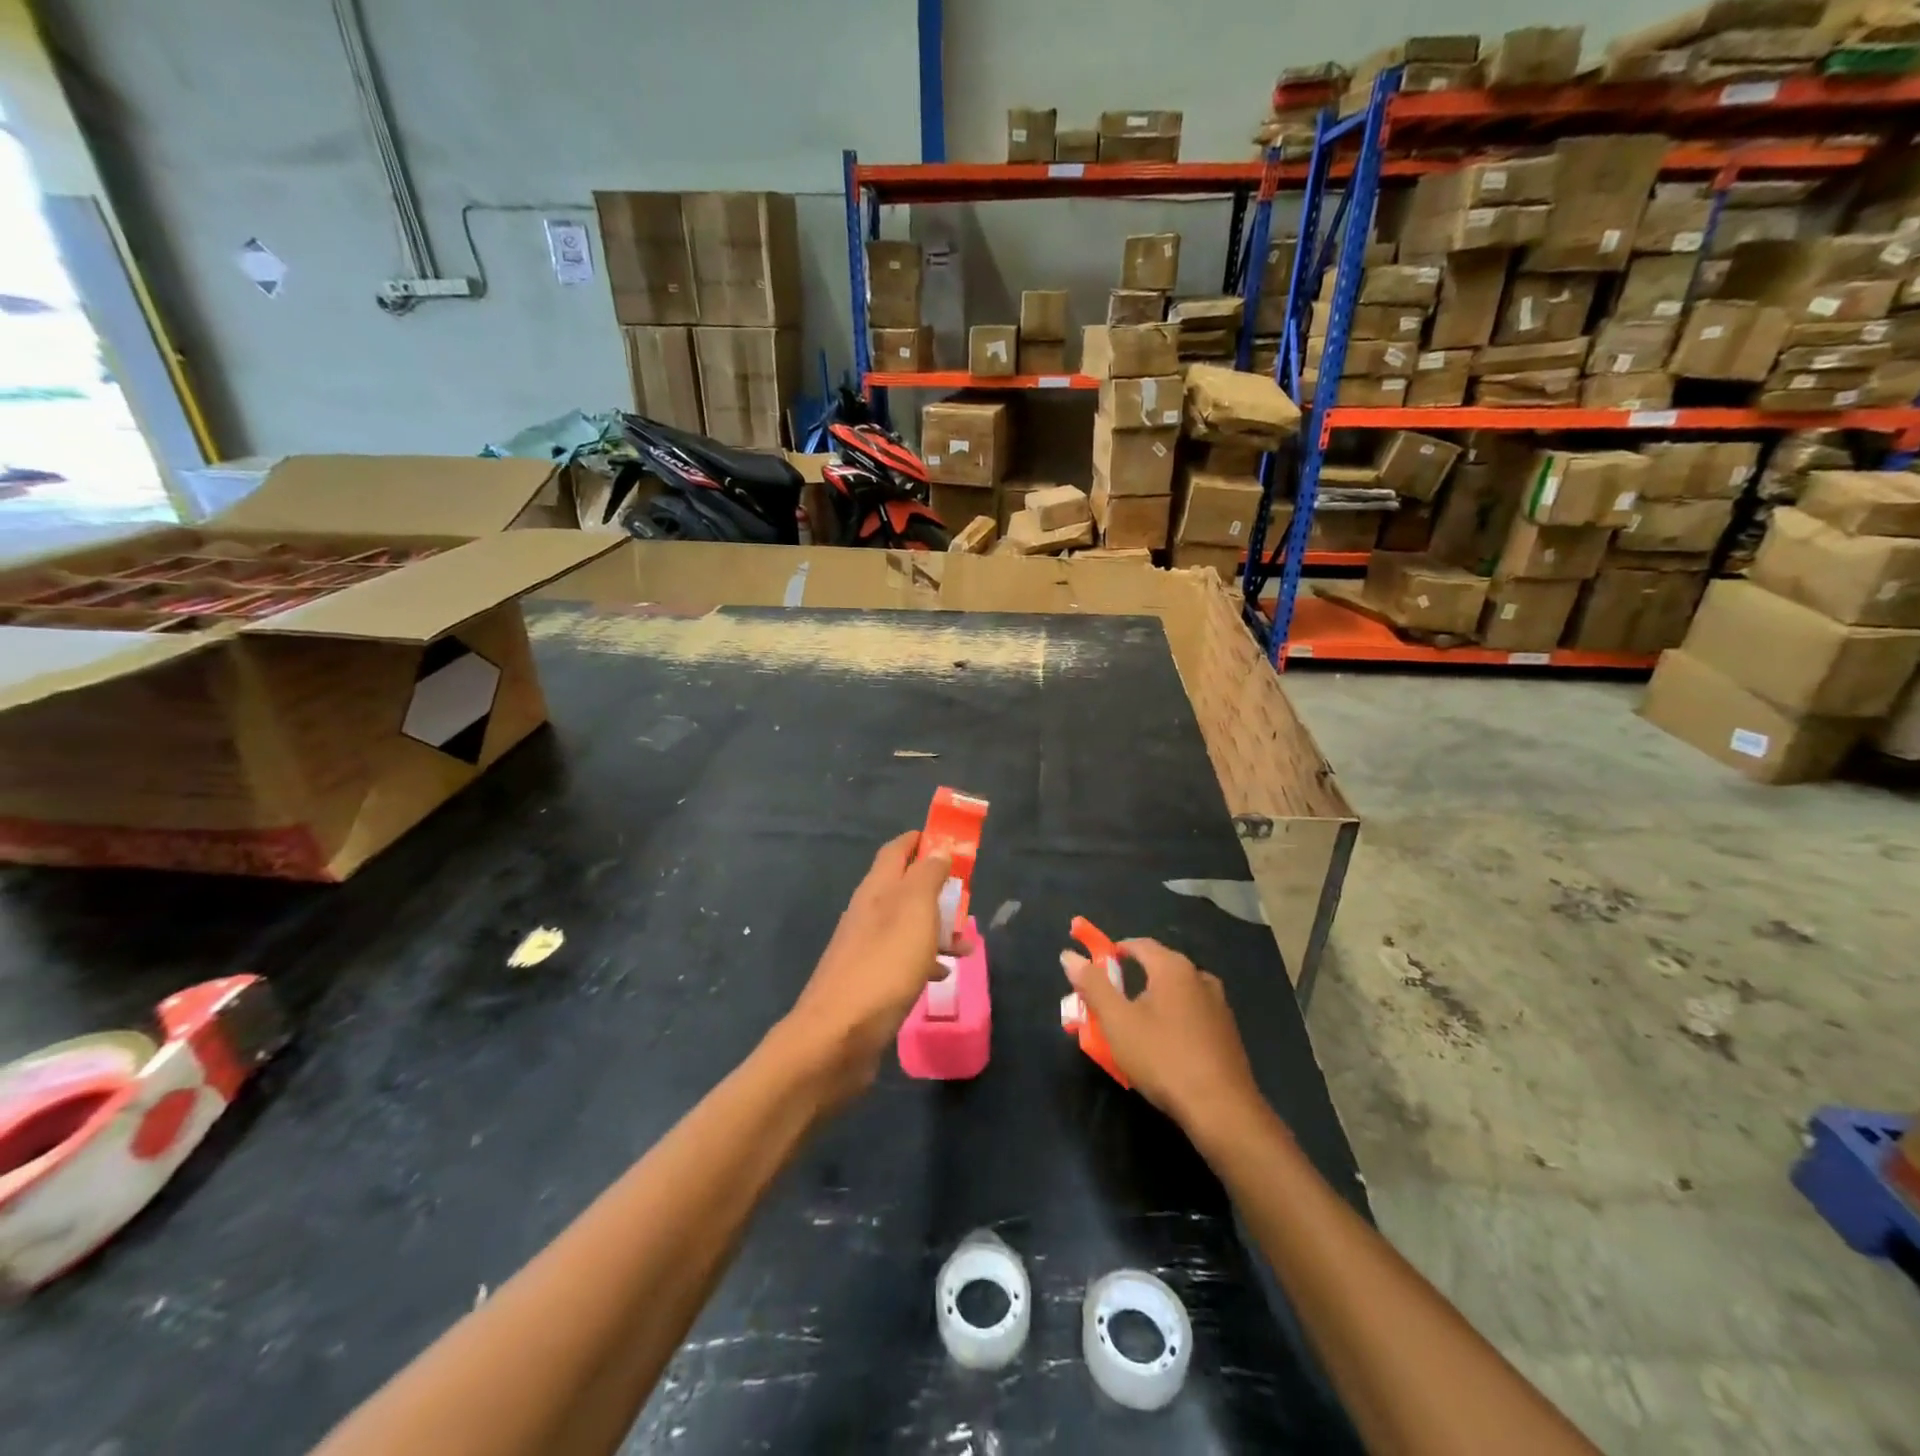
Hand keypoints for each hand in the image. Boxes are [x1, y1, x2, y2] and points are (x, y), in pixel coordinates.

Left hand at [779, 832, 951, 1104]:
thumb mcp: (914, 911)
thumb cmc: (883, 965)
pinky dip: (925, 960)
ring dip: (937, 928)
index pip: (896, 850)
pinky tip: (942, 975)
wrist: (838, 1037)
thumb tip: (936, 850)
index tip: (950, 842)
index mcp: (877, 889)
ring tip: (966, 945)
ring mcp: (865, 949)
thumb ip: (927, 876)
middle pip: (904, 887)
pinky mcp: (869, 981)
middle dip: (936, 888)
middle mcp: (868, 913)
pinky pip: (902, 959)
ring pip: (907, 925)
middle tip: (966, 897)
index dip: (921, 841)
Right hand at [1060, 938, 1263, 1134]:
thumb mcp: (1118, 1022)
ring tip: (1134, 1028)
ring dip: (1153, 1003)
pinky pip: (1192, 1014)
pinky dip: (1173, 1020)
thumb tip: (1069, 956)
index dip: (1114, 951)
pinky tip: (1164, 1047)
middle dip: (1131, 981)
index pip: (1139, 944)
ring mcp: (1219, 1005)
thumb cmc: (1163, 1058)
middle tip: (1109, 1005)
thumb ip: (1093, 985)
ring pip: (1176, 993)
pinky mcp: (1228, 1032)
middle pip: (1158, 968)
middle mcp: (1200, 977)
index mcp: (1173, 968)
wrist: (1222, 1109)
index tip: (1096, 970)